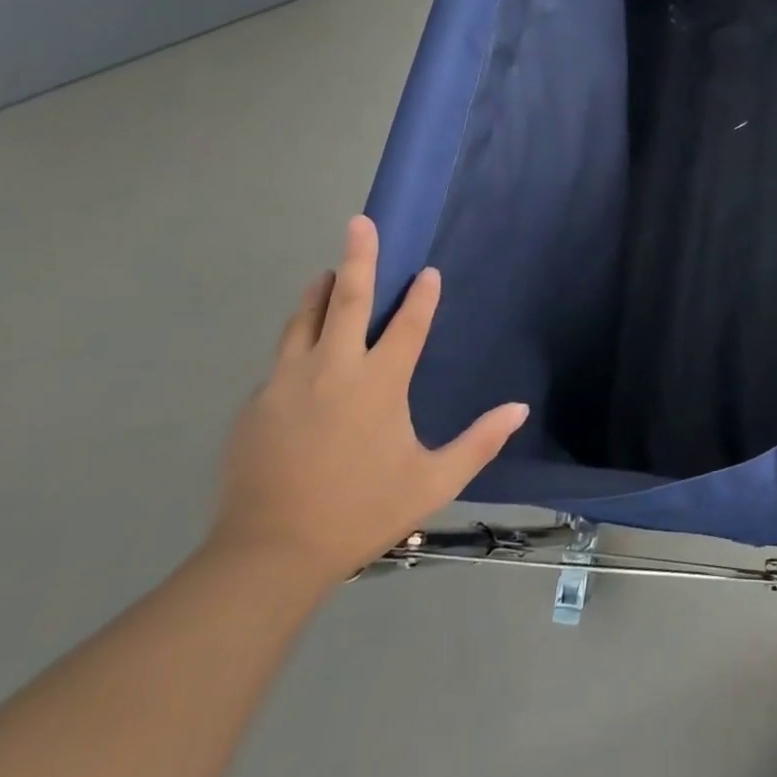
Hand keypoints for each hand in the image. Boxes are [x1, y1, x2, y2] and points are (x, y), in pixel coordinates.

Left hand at [207, 216, 528, 589]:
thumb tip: (520, 410)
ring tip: (325, 273)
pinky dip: (298, 344)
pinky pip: (282, 362)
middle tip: (359, 222)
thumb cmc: (362, 511)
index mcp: (378, 383)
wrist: (269, 554)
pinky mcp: (255, 405)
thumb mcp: (434, 481)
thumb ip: (480, 442)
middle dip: (357, 257)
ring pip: (303, 322)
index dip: (421, 296)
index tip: (428, 272)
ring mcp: (286, 384)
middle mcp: (332, 370)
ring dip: (318, 292)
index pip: (407, 324)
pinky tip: (303, 357)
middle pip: (345, 300)